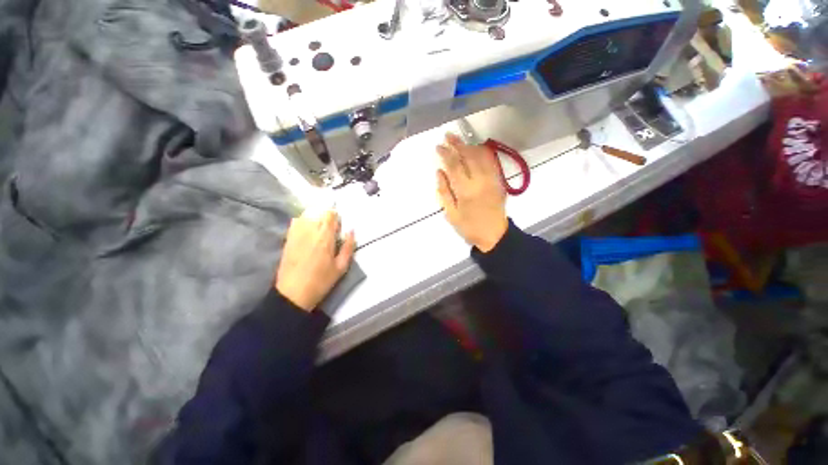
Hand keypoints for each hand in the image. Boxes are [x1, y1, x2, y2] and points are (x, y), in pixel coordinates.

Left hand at [275, 210, 355, 310]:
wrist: (293, 293)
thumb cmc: (321, 281)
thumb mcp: (341, 267)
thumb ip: (348, 247)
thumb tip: (351, 231)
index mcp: (325, 238)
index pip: (329, 215)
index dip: (335, 215)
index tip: (339, 223)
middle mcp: (310, 231)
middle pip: (318, 212)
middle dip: (326, 215)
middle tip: (331, 226)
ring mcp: (296, 234)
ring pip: (306, 214)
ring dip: (315, 216)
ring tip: (320, 226)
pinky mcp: (288, 239)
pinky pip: (295, 222)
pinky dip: (303, 220)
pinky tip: (307, 229)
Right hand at [436, 133, 507, 251]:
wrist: (494, 235)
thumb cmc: (469, 227)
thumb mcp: (451, 214)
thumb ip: (444, 192)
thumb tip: (439, 172)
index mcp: (466, 191)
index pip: (454, 165)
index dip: (446, 153)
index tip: (439, 146)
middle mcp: (480, 181)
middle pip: (469, 156)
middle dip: (457, 143)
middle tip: (448, 135)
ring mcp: (492, 179)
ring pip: (481, 155)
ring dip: (470, 145)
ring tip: (460, 141)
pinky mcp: (498, 181)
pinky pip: (491, 161)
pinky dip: (482, 152)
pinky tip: (475, 149)